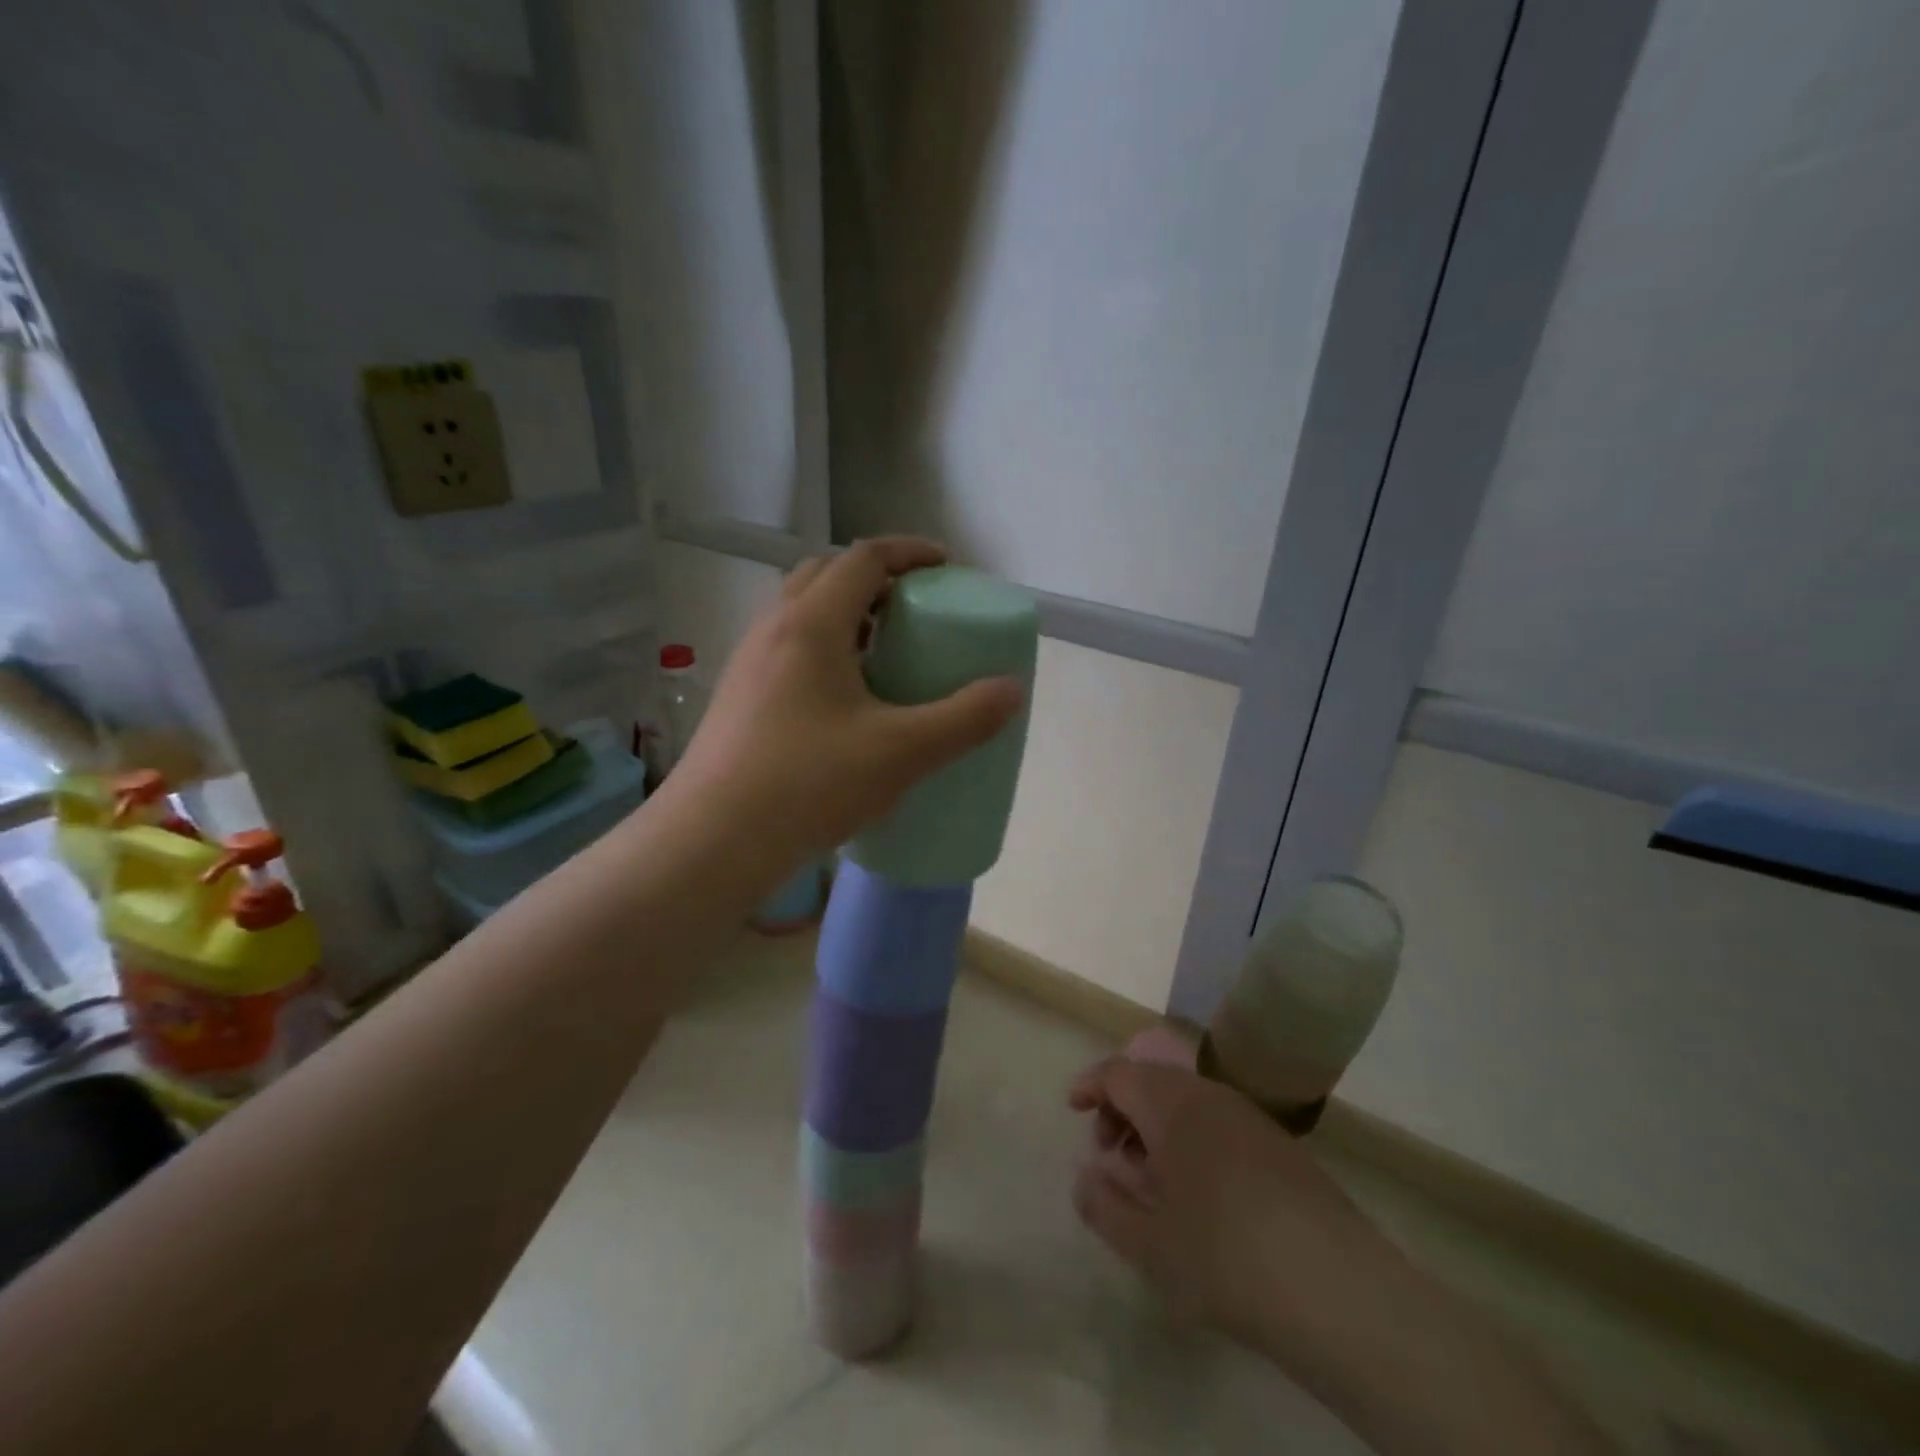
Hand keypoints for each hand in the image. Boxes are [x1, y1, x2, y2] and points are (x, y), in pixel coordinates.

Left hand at [669, 537, 1023, 864]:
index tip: (946, 566)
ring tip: (886, 653)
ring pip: (802, 613)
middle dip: (876, 578)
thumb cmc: (808, 785)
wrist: (711, 842)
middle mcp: (773, 630)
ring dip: (847, 615)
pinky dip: (825, 650)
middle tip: (914, 608)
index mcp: (811, 624)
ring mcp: (748, 664)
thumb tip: (1012, 689)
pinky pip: (788, 650)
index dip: (910, 552)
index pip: (863, 558)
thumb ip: (964, 719)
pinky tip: (846, 701)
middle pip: (826, 575)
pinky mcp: (739, 699)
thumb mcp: (901, 752)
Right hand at [1068, 1056, 1397, 1354]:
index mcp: (1171, 1104)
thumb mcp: (1148, 1243)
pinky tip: (1198, 1192)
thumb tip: (1086, 1179)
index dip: (1091, 1084)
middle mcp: (1209, 1095)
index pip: (1119, 1072)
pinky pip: (1218, 1122)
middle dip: (1122, 1108)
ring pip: (1187, 1101)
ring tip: (1150, 1177)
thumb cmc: (1224, 1256)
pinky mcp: (1280, 1146)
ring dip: (1157, 1126)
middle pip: (1153, 1080)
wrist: (1337, 1289)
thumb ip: (1104, 1206)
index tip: (1073, 1107)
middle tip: (1109, 1153)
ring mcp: (1250, 1117)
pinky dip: (1191, 1139)